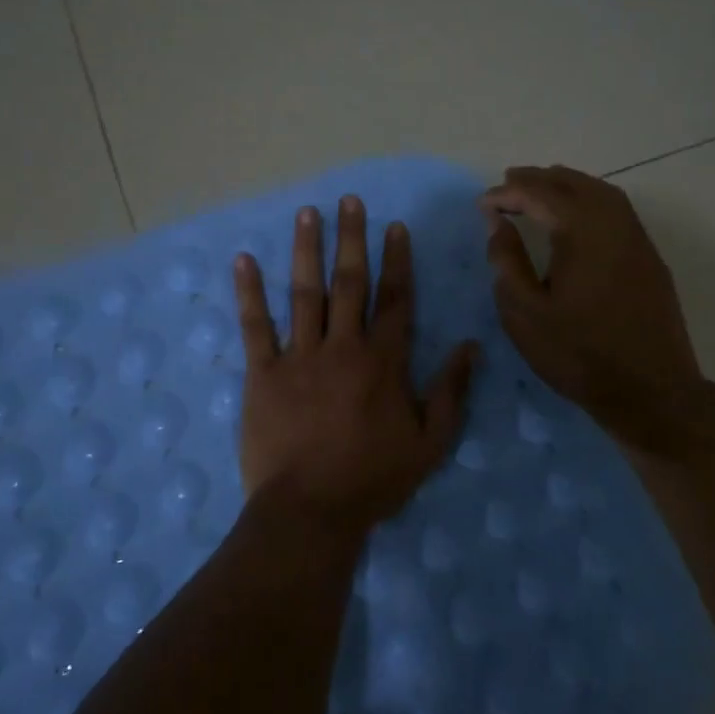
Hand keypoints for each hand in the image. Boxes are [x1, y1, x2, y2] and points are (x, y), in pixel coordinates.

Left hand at [234, 195, 479, 534]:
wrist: (311, 511)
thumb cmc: (373, 480)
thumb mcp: (430, 443)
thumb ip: (451, 391)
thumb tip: (470, 346)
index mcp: (384, 362)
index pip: (395, 299)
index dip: (397, 260)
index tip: (394, 227)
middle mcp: (343, 346)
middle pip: (350, 283)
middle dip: (351, 239)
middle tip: (349, 201)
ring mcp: (300, 356)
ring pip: (305, 293)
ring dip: (306, 250)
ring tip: (307, 213)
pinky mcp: (263, 373)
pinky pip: (256, 326)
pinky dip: (249, 292)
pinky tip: (244, 261)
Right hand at [481, 165, 707, 451]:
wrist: (652, 392)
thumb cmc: (578, 355)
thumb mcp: (525, 313)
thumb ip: (506, 261)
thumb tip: (497, 222)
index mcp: (583, 233)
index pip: (540, 195)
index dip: (508, 194)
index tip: (483, 204)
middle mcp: (615, 225)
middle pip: (574, 184)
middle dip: (539, 179)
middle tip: (508, 182)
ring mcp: (638, 241)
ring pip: (602, 193)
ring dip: (568, 185)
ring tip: (540, 190)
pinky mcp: (650, 259)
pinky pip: (619, 212)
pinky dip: (591, 200)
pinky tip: (576, 217)